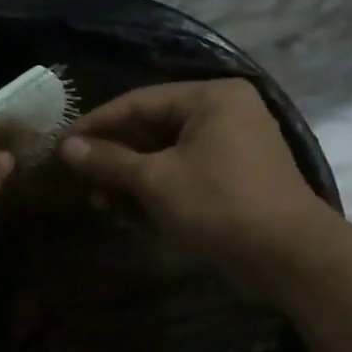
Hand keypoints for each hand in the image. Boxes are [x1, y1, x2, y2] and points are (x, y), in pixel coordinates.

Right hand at [59, 80, 335, 275]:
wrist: (288, 255)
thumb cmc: (217, 205)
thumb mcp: (154, 181)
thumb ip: (108, 161)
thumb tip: (66, 147)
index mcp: (210, 97)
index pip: (138, 101)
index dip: (96, 124)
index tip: (62, 144)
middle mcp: (225, 111)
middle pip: (152, 125)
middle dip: (112, 153)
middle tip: (76, 174)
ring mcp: (233, 144)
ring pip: (165, 151)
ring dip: (129, 174)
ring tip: (96, 196)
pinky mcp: (235, 175)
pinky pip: (183, 170)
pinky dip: (154, 186)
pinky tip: (126, 207)